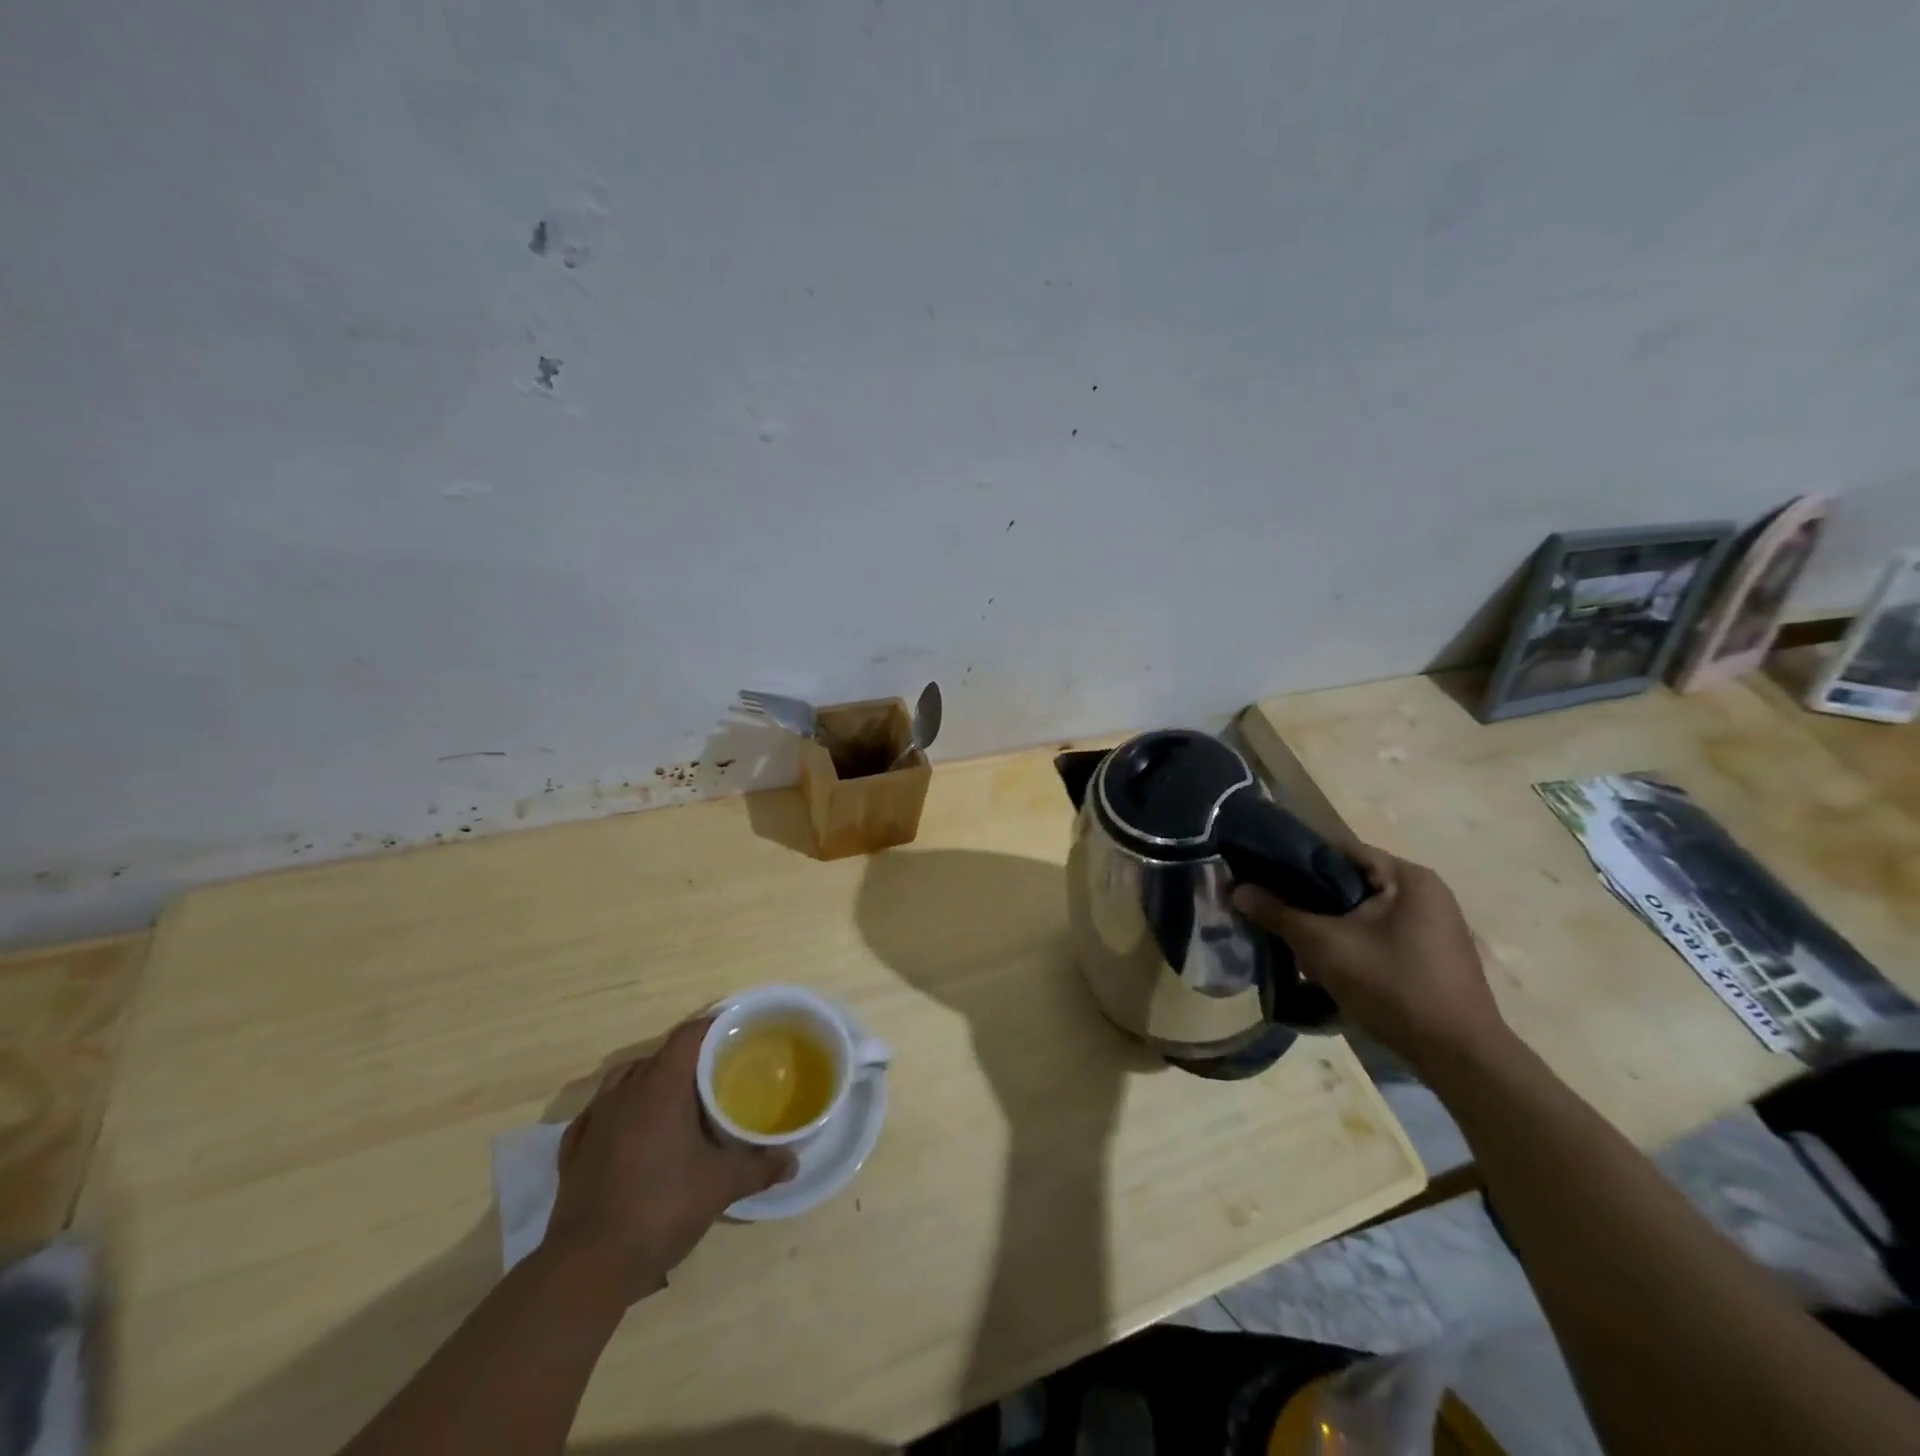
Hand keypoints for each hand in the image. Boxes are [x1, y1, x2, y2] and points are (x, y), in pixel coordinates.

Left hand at [545, 1017, 795, 1301]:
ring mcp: (594, 1121)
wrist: (587, 1267)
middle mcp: (623, 1093)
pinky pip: (600, 1114)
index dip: (712, 1027)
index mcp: (660, 1088)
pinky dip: (620, 1113)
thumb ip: (758, 1167)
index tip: (736, 1031)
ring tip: (676, 1102)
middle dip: (687, 1059)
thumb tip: (792, 1161)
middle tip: (716, 1073)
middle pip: (659, 1057)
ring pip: (625, 1081)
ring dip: (651, 1082)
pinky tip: (631, 1133)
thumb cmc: (660, 1209)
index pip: (688, 1037)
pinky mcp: (573, 1152)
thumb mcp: (720, 1186)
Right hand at [1231, 844, 1507, 1072]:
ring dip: (1330, 925)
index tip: (1262, 876)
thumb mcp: (1324, 946)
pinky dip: (1353, 943)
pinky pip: (1380, 935)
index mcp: (1408, 877)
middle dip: (1311, 899)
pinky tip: (1331, 966)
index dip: (1296, 861)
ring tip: (1296, 943)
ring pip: (1363, 912)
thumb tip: (1237, 890)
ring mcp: (1435, 927)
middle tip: (1275, 914)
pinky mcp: (1434, 957)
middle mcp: (1427, 893)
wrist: (1459, 1057)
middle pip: (1351, 883)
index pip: (1339, 851)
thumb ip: (1278, 913)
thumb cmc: (1392, 985)